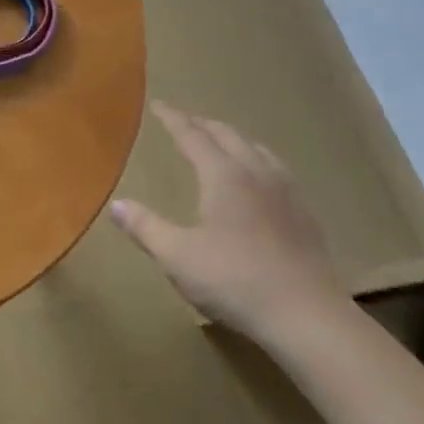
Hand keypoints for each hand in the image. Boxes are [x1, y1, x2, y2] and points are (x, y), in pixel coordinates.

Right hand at [110, 101, 347, 343]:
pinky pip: (277, 171)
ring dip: (234, 140)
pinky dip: (258, 161)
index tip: (157, 105)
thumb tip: (115, 205)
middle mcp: (256, 173)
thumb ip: (145, 227)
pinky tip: (260, 182)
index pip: (192, 135)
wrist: (308, 318)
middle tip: (185, 121)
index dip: (173, 119)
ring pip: (257, 150)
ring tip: (222, 143)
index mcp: (223, 175)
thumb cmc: (235, 281)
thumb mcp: (178, 257)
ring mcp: (286, 193)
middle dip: (203, 124)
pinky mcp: (306, 216)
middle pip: (228, 135)